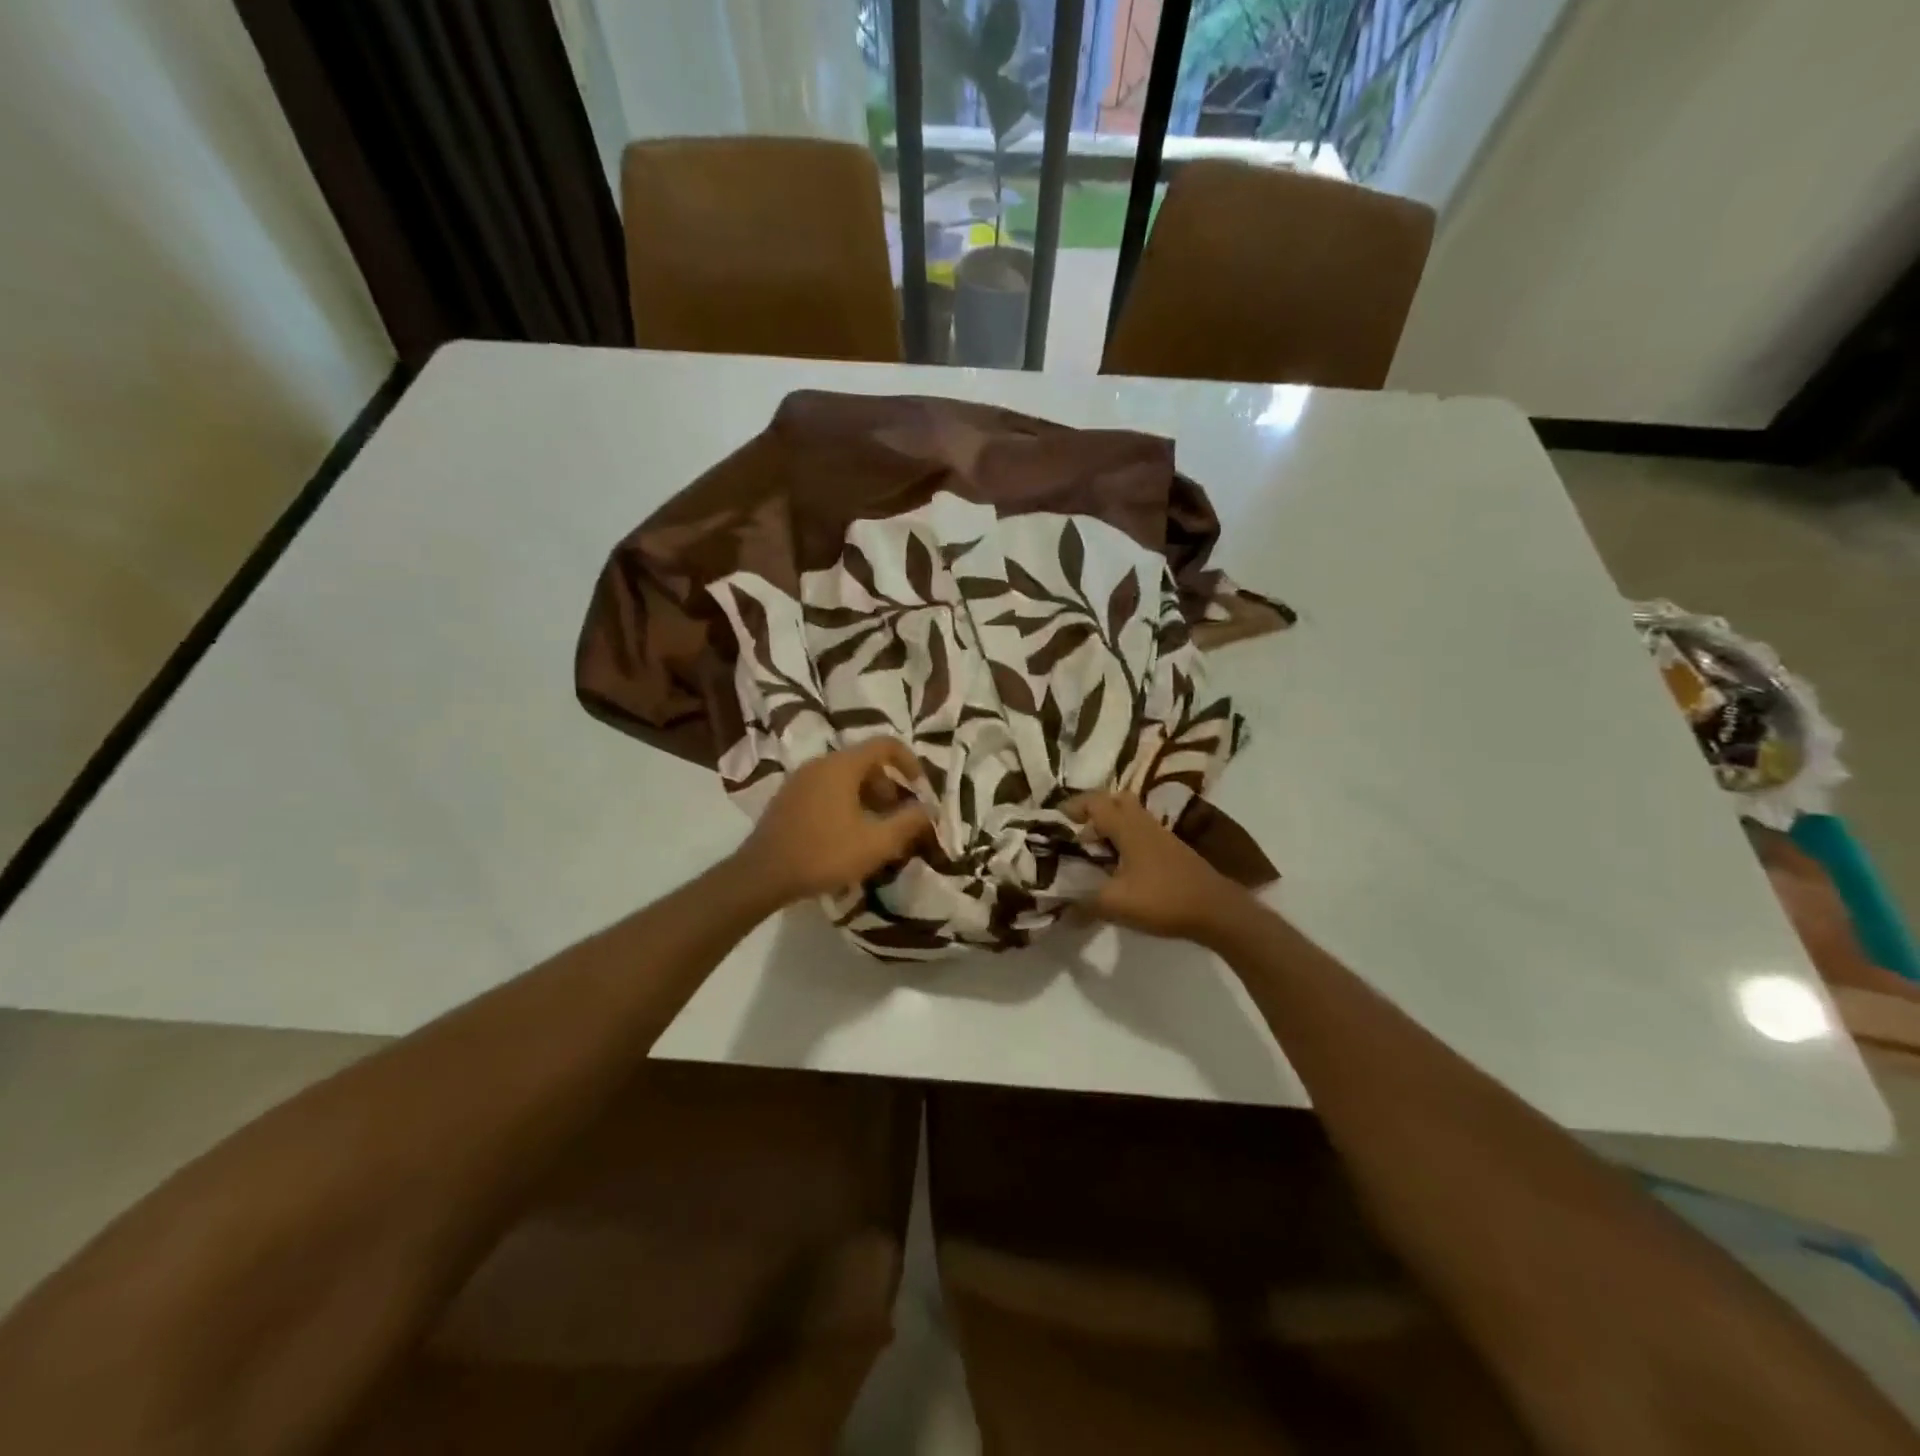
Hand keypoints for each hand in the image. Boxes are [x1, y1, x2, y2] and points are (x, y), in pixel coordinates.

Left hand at [733, 739, 932, 905]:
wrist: (762, 875)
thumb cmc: (824, 854)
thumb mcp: (876, 843)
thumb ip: (909, 823)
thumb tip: (929, 809)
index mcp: (842, 765)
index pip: (885, 745)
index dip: (910, 762)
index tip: (920, 789)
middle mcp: (820, 763)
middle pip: (865, 763)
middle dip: (889, 788)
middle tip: (898, 819)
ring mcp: (800, 780)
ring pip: (845, 779)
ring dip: (868, 799)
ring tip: (875, 833)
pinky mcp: (788, 798)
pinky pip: (826, 790)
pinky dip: (846, 804)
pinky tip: (847, 837)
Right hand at [1066, 791, 1247, 943]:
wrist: (1217, 911)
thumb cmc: (1163, 899)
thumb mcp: (1115, 904)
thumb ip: (1083, 904)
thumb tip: (1061, 911)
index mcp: (1127, 826)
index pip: (1094, 802)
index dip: (1071, 807)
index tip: (1053, 823)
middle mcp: (1143, 822)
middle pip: (1114, 800)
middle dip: (1091, 811)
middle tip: (1074, 832)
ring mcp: (1160, 835)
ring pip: (1129, 816)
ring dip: (1109, 826)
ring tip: (1091, 851)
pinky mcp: (1171, 850)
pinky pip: (1140, 832)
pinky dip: (1123, 840)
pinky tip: (1116, 866)